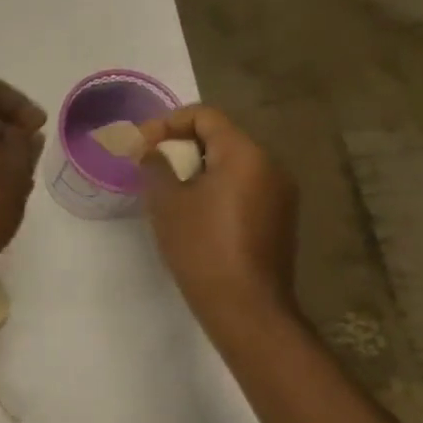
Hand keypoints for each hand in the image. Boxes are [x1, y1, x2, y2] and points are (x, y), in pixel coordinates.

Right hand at [138, 105, 299, 331]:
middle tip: (151, 165)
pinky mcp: (279, 218)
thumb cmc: (202, 247)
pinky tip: (194, 212)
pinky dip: (216, 188)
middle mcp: (270, 165)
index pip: (205, 116)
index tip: (142, 145)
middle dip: (181, 145)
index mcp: (244, 154)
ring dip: (198, 168)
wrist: (246, 307)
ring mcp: (280, 193)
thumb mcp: (166, 201)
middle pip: (220, 137)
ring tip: (168, 190)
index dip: (168, 123)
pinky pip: (243, 186)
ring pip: (232, 163)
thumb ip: (155, 164)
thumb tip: (152, 150)